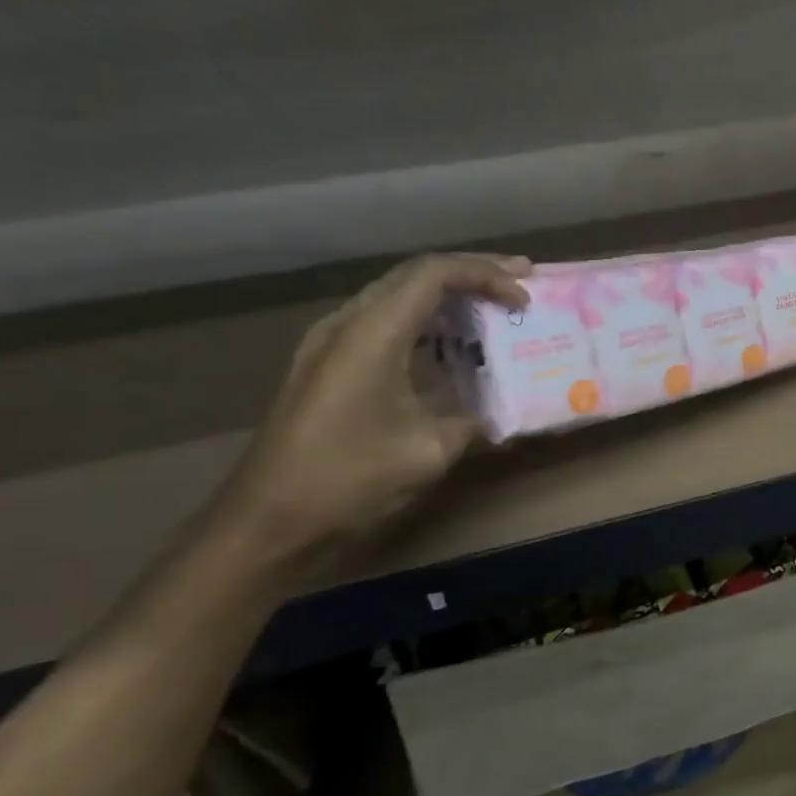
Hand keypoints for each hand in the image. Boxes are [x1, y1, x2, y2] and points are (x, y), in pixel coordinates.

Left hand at [217, 253, 530, 573]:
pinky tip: (450, 346)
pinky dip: (426, 323)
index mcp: (372, 333)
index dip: (487, 275)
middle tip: (521, 283)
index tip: (526, 297)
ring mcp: (331, 343)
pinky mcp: (328, 366)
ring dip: (448, 297)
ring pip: (398, 296)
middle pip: (415, 275)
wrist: (269, 521)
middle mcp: (348, 323)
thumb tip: (505, 412)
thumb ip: (475, 420)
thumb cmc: (350, 479)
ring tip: (493, 307)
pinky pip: (385, 323)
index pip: (435, 274)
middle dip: (473, 274)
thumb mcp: (430, 451)